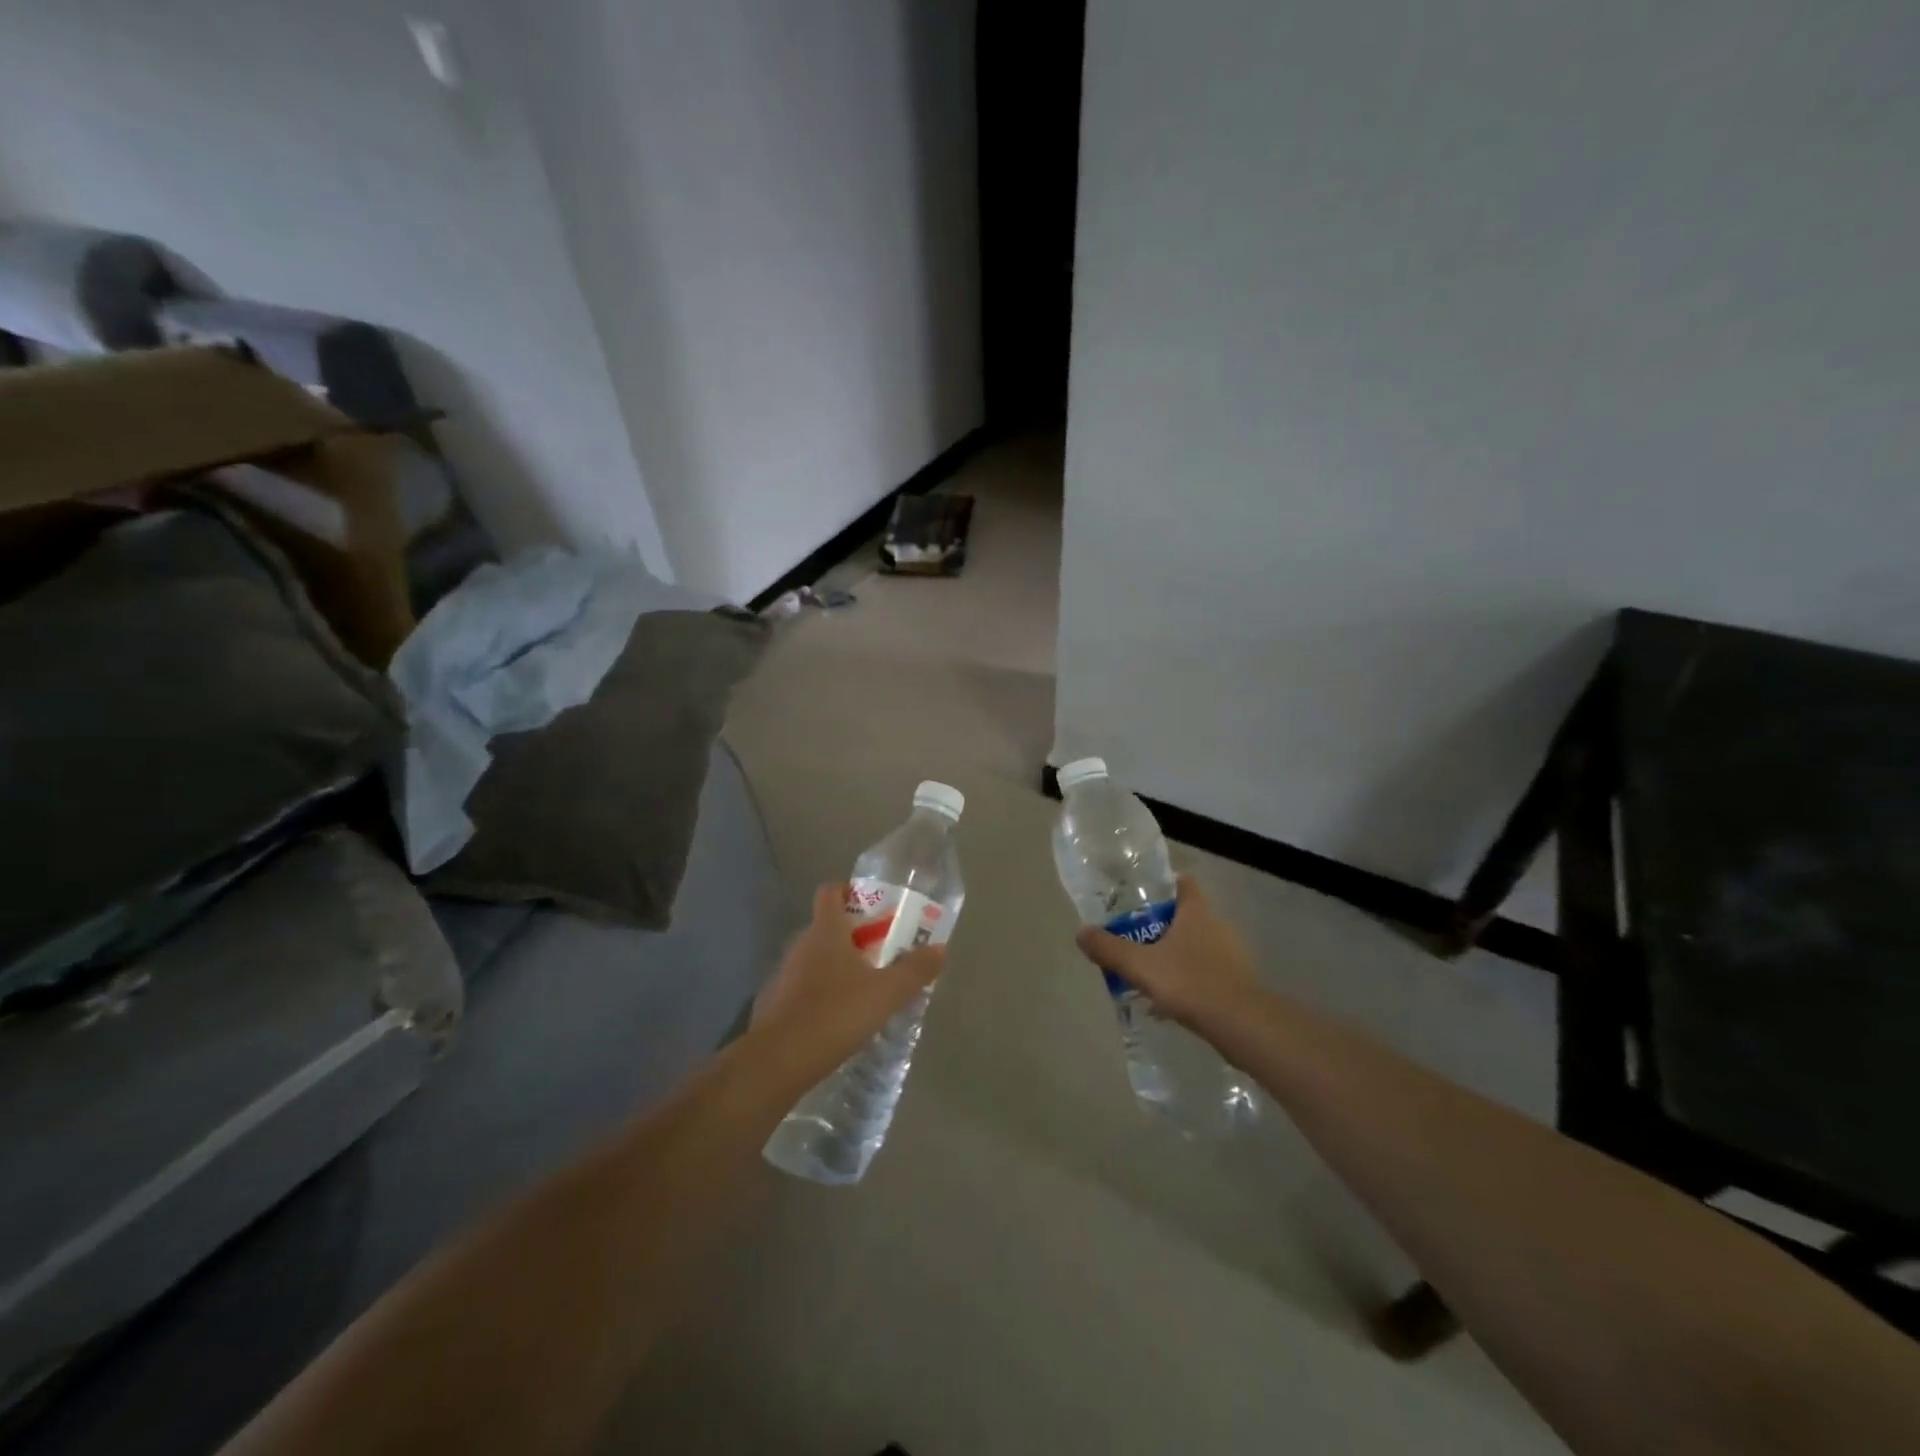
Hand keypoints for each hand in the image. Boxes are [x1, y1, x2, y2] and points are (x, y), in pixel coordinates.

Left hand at [750, 884, 945, 1084]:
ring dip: (838, 967)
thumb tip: (939, 948)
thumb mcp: (886, 993)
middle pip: (826, 927)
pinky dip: (821, 995)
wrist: (778, 1061)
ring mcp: (783, 975)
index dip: (849, 892)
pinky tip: (838, 1020)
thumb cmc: (835, 1014)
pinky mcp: (775, 1004)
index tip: (873, 907)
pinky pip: (803, 988)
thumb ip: (914, 970)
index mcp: (825, 931)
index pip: (830, 892)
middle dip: (854, 936)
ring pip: (815, 959)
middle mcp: (801, 945)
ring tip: (865, 990)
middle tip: (882, 954)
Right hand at [1074, 875, 1259, 1031]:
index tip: (1143, 897)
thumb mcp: (1140, 965)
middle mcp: (1218, 926)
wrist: (1243, 1025)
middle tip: (1136, 939)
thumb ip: (1109, 949)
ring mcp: (1233, 955)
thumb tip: (1081, 932)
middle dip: (1163, 926)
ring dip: (1177, 956)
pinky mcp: (1240, 983)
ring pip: (1198, 947)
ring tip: (1151, 974)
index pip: (1184, 883)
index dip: (1165, 886)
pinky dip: (1191, 981)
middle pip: (1188, 916)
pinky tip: (1173, 1002)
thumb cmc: (1191, 983)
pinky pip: (1208, 973)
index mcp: (1197, 912)